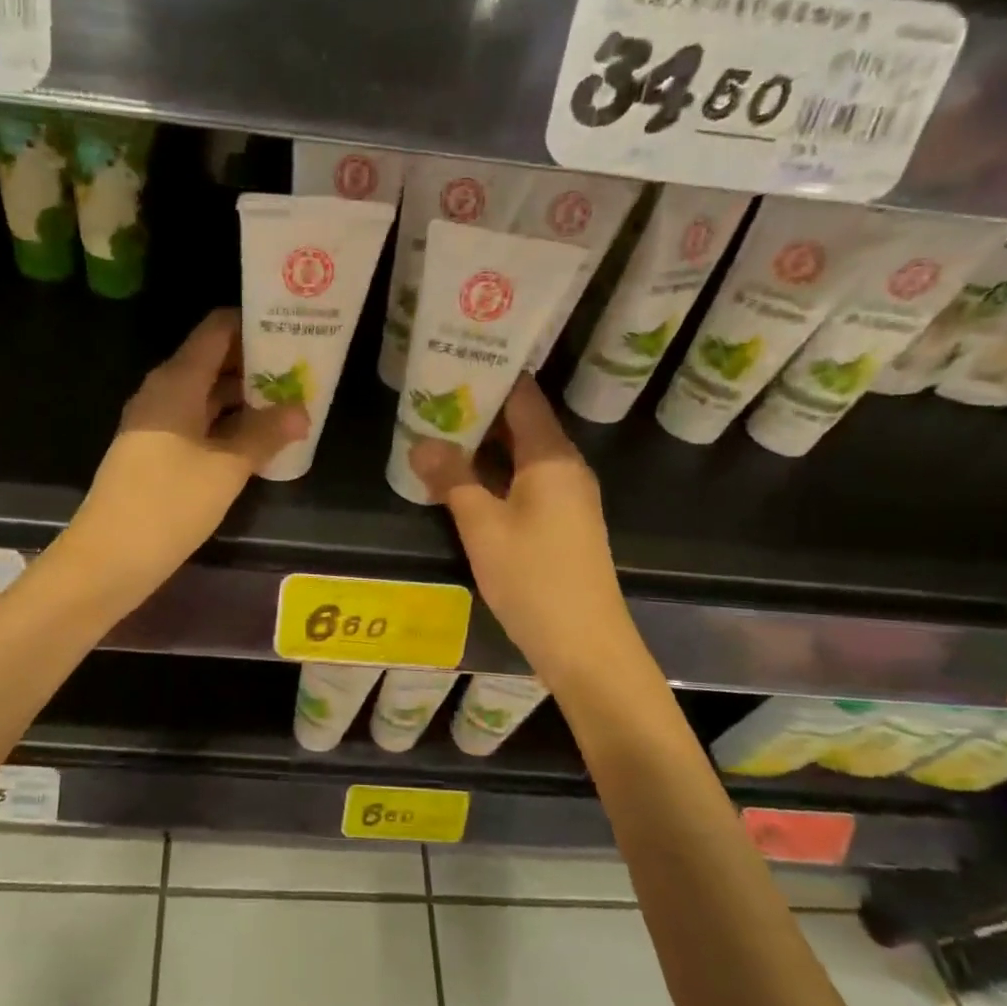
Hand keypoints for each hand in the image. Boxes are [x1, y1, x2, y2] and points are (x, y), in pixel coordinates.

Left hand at [65, 309, 307, 598]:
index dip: (254, 324)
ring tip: (290, 404)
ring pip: (207, 395)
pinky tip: (258, 440)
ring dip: (245, 398)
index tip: (292, 330)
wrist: (109, 556)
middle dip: (257, 364)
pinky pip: (197, 423)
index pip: (217, 330)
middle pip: (214, 361)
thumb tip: (301, 411)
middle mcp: (164, 392)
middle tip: (302, 371)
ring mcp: (156, 423)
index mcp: (177, 381)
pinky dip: (227, 424)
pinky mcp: (155, 451)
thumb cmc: (169, 503)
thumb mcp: (226, 467)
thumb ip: (265, 434)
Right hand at [411, 376, 631, 684]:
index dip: (491, 376)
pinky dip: (495, 473)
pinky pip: (525, 481)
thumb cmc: (533, 577)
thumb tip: (422, 443)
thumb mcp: (482, 526)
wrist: (585, 644)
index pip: (523, 398)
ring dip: (484, 445)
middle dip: (479, 411)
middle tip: (432, 396)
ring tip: (438, 431)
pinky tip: (462, 479)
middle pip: (522, 424)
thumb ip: (452, 479)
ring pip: (521, 456)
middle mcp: (565, 467)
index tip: (453, 360)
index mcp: (552, 457)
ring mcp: (567, 496)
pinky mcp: (562, 522)